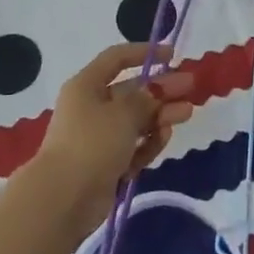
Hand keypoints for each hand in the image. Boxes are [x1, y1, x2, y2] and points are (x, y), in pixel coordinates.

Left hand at [33, 43, 194, 236]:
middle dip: (161, 89)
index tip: (171, 55)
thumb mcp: (123, 113)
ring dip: (160, 115)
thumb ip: (145, 99)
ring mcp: (99, 137)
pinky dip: (148, 141)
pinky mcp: (106, 163)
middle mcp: (91, 107)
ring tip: (187, 112)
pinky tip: (165, 135)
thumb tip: (155, 90)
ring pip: (135, 120)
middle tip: (190, 86)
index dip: (143, 53)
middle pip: (132, 91)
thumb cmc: (91, 143)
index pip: (116, 59)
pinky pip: (132, 146)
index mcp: (87, 86)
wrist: (63, 200)